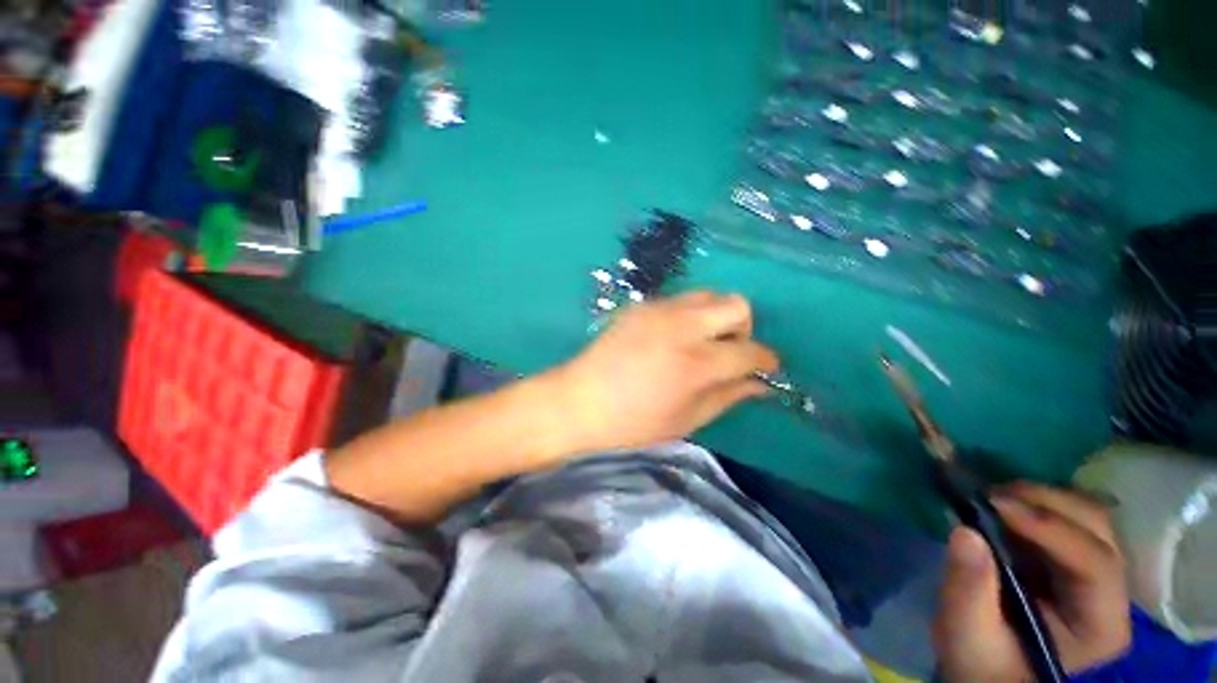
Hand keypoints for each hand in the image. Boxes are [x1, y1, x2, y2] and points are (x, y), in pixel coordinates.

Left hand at [549, 291, 777, 455]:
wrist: (579, 400)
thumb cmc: (632, 422)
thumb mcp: (686, 419)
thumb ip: (727, 396)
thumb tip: (759, 384)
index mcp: (695, 362)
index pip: (750, 350)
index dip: (766, 360)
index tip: (767, 368)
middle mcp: (682, 326)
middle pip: (736, 304)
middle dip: (744, 328)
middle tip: (728, 352)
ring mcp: (659, 310)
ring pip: (709, 295)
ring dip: (716, 318)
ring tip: (701, 344)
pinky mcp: (642, 306)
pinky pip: (681, 300)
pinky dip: (690, 315)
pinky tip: (673, 338)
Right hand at [934, 483, 1130, 681]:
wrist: (987, 667)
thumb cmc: (982, 660)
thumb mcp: (967, 634)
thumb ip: (968, 589)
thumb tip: (965, 531)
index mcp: (1100, 625)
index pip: (1095, 564)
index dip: (1050, 528)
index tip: (993, 504)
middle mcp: (1111, 594)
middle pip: (1098, 529)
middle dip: (1046, 503)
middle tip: (988, 495)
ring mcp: (1096, 573)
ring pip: (1087, 514)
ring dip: (1039, 497)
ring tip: (991, 497)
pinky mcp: (1072, 558)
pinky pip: (1067, 515)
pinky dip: (1034, 501)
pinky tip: (1002, 505)